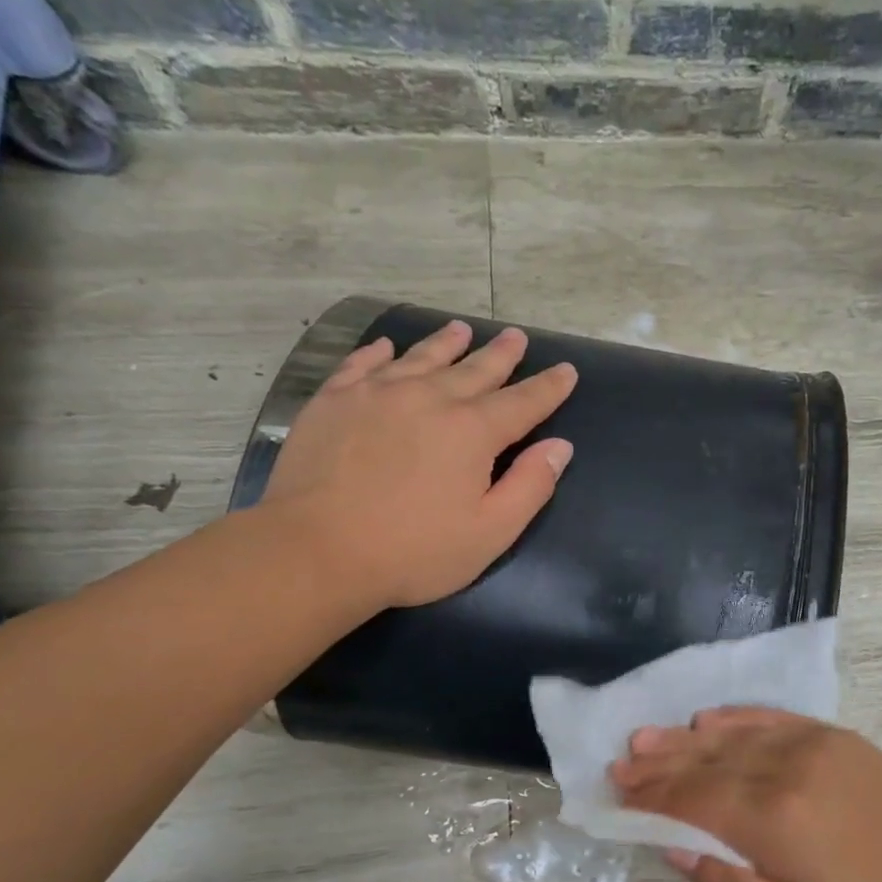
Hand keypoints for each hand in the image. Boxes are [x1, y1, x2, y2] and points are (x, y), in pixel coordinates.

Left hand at [260, 320, 576, 608]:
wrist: (315, 550)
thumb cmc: (413, 552)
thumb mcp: (490, 532)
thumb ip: (530, 487)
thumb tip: (559, 447)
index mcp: (471, 432)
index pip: (522, 402)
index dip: (548, 387)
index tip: (566, 370)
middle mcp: (428, 399)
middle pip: (474, 370)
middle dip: (501, 355)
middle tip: (516, 337)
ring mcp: (376, 394)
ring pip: (420, 358)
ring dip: (446, 343)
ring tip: (462, 329)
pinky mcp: (333, 401)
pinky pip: (361, 364)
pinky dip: (378, 353)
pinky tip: (386, 347)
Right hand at [611, 708, 881, 881]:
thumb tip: (674, 848)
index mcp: (773, 823)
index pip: (694, 800)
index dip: (652, 796)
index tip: (618, 791)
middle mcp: (787, 772)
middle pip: (707, 763)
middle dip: (660, 763)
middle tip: (622, 760)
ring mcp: (814, 747)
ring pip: (734, 736)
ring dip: (687, 738)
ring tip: (649, 737)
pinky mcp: (837, 739)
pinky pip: (774, 719)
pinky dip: (738, 718)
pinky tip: (711, 719)